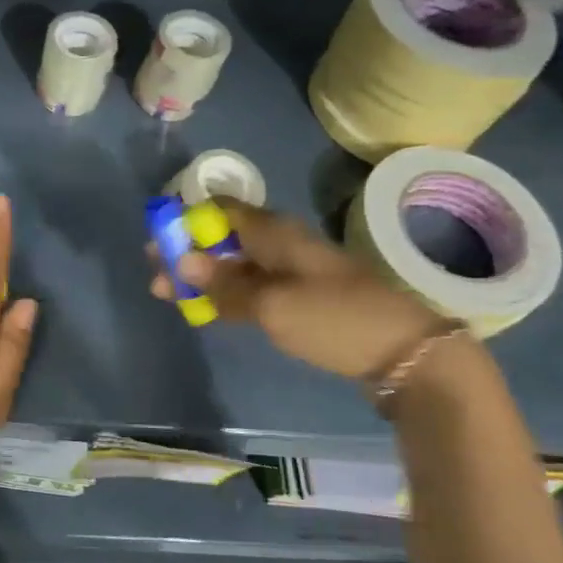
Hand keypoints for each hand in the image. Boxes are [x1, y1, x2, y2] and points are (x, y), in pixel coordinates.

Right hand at [150, 197, 441, 379]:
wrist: (406, 353)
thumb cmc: (333, 318)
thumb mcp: (272, 305)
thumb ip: (224, 285)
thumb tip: (182, 260)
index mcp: (275, 232)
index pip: (222, 208)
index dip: (187, 219)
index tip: (159, 240)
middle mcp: (281, 244)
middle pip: (224, 238)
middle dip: (188, 253)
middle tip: (156, 277)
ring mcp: (293, 272)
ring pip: (237, 265)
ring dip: (203, 277)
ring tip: (170, 295)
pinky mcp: (301, 299)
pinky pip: (253, 288)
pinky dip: (227, 295)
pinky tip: (207, 309)